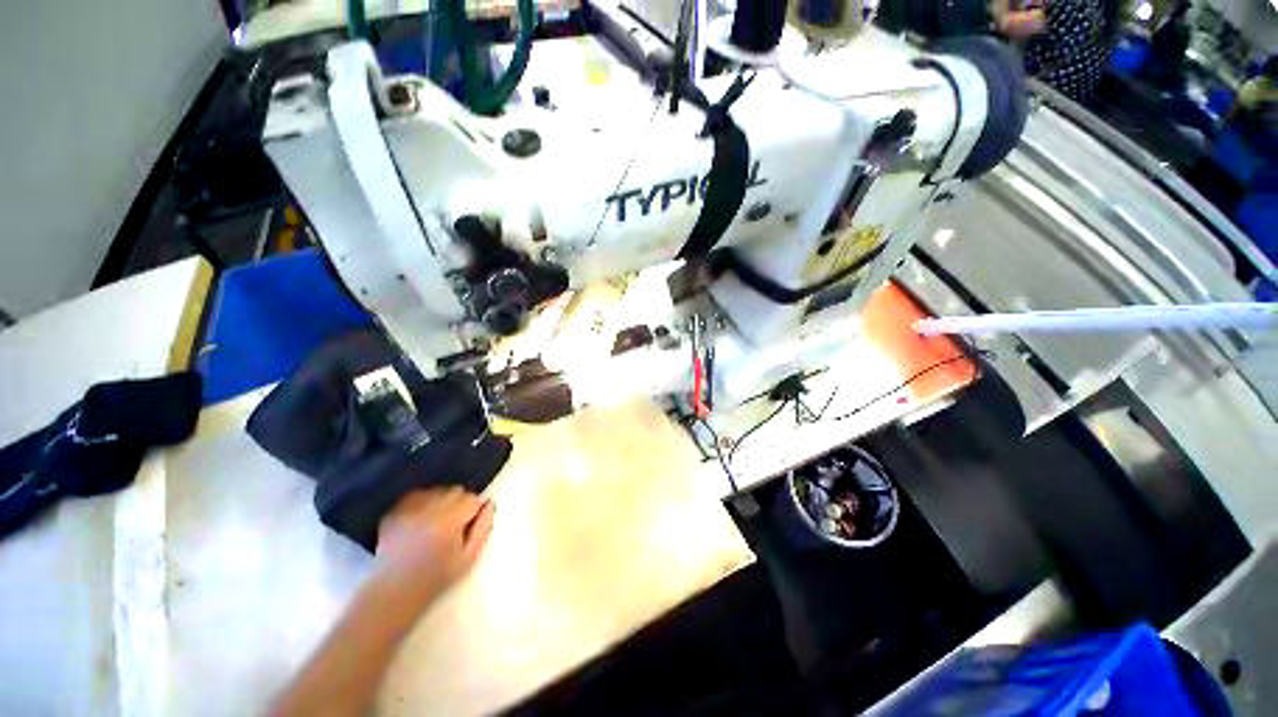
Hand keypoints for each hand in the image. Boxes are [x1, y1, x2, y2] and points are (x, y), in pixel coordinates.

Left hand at [373, 488, 494, 611]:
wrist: (393, 593)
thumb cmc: (436, 578)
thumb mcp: (470, 557)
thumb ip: (484, 527)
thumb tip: (489, 503)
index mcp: (450, 521)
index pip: (472, 498)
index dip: (473, 511)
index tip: (467, 526)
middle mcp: (429, 510)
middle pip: (455, 491)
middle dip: (458, 503)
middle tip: (453, 524)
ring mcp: (408, 510)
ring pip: (436, 491)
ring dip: (441, 501)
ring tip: (435, 522)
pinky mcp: (393, 513)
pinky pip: (415, 496)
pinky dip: (422, 503)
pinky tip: (420, 519)